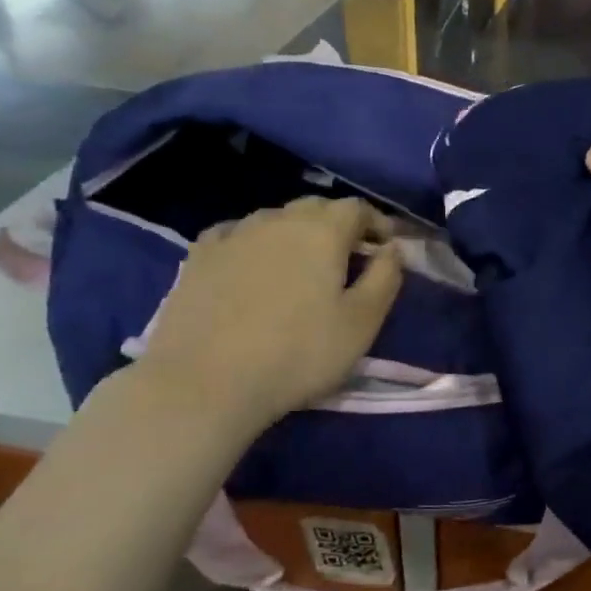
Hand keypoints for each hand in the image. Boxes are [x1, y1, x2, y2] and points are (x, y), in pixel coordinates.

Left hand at [135, 197, 402, 429]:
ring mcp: (234, 234)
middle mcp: (278, 220)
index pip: (357, 208)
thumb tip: (392, 248)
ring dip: (295, 232)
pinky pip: (236, 234)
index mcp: (322, 231)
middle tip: (348, 256)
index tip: (386, 246)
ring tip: (300, 263)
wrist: (204, 383)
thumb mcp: (361, 323)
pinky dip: (254, 242)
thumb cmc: (297, 354)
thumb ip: (385, 278)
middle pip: (315, 207)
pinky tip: (251, 263)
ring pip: (275, 218)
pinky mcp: (198, 256)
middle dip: (338, 224)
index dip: (377, 223)